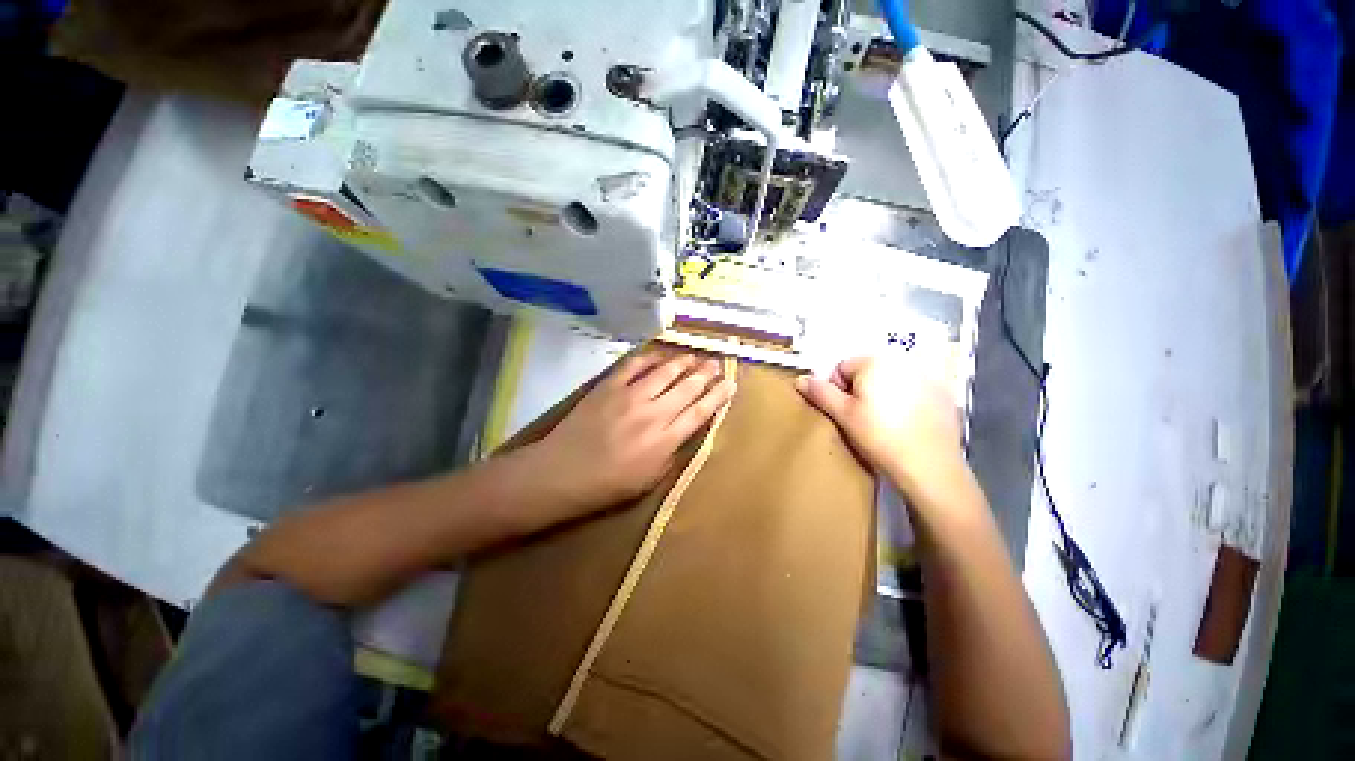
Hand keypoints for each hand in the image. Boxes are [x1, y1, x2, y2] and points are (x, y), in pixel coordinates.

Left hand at [532, 351, 735, 515]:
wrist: (560, 474)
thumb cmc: (606, 486)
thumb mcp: (647, 481)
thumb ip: (671, 455)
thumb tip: (684, 433)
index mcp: (664, 441)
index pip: (700, 412)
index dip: (718, 397)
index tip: (730, 384)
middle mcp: (653, 414)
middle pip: (687, 387)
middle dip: (706, 373)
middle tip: (717, 363)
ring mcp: (629, 397)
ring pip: (665, 372)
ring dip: (684, 361)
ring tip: (695, 355)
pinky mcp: (609, 387)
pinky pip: (634, 365)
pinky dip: (650, 357)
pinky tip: (660, 354)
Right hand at [796, 356, 964, 498]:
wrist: (930, 466)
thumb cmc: (879, 436)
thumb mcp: (843, 415)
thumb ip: (820, 393)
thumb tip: (801, 379)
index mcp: (874, 361)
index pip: (842, 367)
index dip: (837, 390)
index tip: (844, 412)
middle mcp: (902, 360)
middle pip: (867, 372)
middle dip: (860, 391)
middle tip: (862, 418)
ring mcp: (927, 376)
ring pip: (890, 381)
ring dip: (882, 395)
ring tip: (884, 423)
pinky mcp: (944, 394)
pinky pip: (913, 391)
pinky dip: (906, 402)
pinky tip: (907, 424)